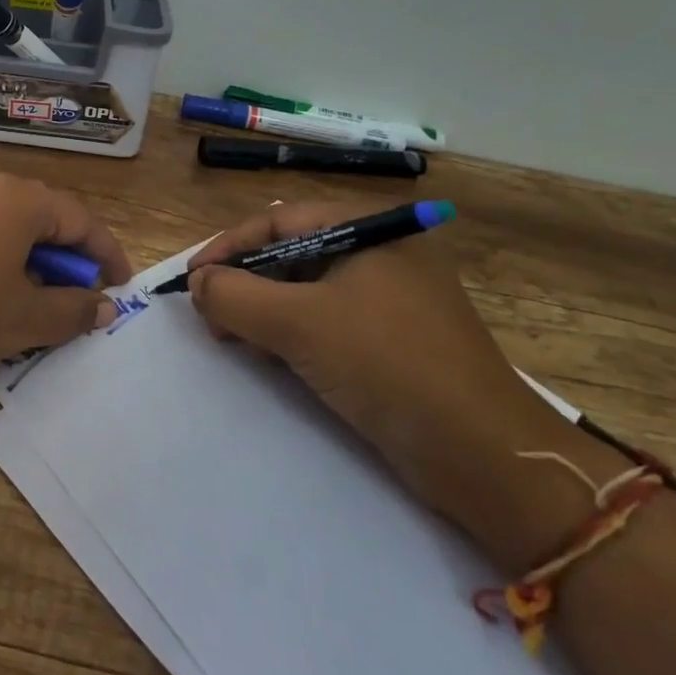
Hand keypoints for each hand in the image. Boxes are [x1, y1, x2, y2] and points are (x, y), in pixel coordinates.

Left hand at [0, 174, 133, 393]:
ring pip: (3, 229)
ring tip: (26, 305)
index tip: (121, 288)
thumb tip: (103, 305)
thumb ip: (72, 310)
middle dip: (65, 260)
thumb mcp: (23, 320)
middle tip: (74, 301)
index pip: (80, 220)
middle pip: (41, 219)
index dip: (107, 255)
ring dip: (27, 264)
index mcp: (17, 200)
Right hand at [186, 198, 572, 530]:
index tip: (191, 280)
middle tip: (210, 316)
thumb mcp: (300, 324)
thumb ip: (236, 296)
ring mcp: (389, 299)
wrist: (484, 455)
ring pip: (306, 291)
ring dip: (263, 311)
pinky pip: (327, 322)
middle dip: (244, 282)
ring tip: (233, 340)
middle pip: (291, 253)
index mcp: (370, 230)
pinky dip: (291, 334)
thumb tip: (197, 283)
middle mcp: (380, 254)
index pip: (279, 220)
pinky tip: (270, 358)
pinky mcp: (392, 341)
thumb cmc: (388, 365)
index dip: (228, 246)